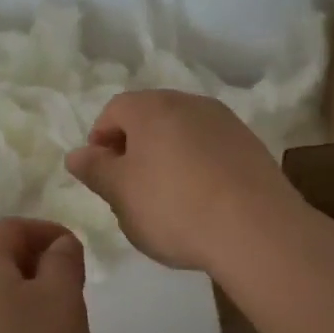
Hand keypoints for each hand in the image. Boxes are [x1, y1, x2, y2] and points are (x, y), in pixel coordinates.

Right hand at [65, 90, 301, 273]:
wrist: (257, 229)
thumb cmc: (174, 207)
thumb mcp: (121, 194)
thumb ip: (95, 170)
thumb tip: (77, 154)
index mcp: (152, 107)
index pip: (115, 110)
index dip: (101, 140)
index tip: (102, 175)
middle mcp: (189, 103)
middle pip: (150, 117)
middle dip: (135, 147)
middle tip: (130, 188)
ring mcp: (225, 122)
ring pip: (183, 132)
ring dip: (168, 156)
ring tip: (168, 198)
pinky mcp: (251, 145)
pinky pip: (211, 149)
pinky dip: (199, 166)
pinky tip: (202, 201)